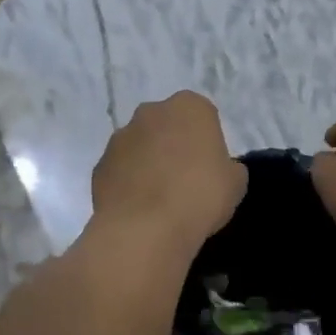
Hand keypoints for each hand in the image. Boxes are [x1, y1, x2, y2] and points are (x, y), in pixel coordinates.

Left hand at [90, 92, 245, 256]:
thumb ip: (227, 167)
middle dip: (174, 144)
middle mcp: (151, 112)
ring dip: (149, 162)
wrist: (146, 228)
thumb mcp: (236, 182)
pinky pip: (121, 170)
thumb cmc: (200, 196)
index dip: (207, 141)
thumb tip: (217, 170)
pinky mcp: (99, 165)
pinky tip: (139, 209)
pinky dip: (129, 183)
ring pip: (140, 146)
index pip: (202, 115)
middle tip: (186, 179)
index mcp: (189, 107)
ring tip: (160, 198)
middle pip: (167, 125)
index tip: (210, 166)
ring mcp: (120, 137)